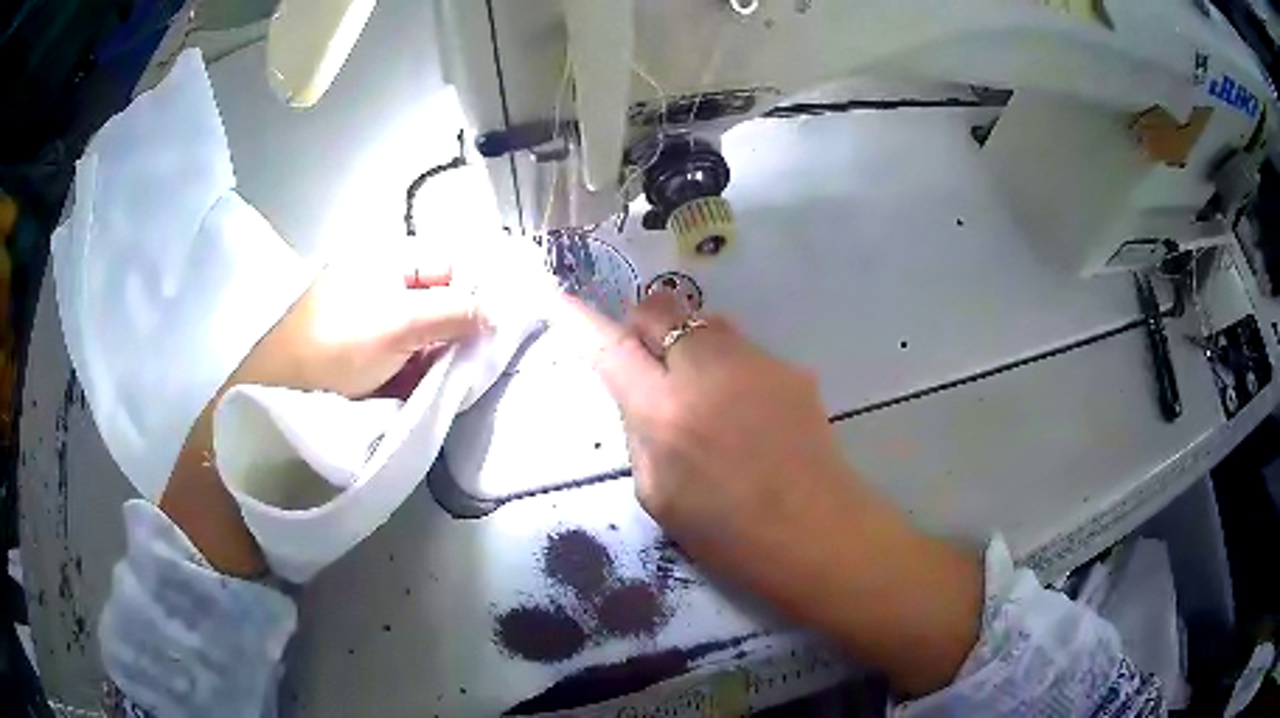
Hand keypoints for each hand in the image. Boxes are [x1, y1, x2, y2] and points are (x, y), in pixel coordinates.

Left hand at [160, 243, 489, 577]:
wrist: (280, 396)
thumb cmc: (336, 346)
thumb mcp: (397, 322)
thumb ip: (453, 312)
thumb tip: (498, 314)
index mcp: (388, 260)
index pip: (452, 262)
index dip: (482, 286)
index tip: (511, 319)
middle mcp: (386, 285)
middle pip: (443, 297)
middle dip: (468, 324)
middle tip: (494, 355)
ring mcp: (378, 323)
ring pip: (430, 331)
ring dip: (450, 352)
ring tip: (472, 375)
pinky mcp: (373, 358)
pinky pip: (414, 357)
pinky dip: (430, 371)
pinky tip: (445, 387)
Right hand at [570, 292, 981, 696]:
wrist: (817, 532)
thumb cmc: (728, 533)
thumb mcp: (656, 492)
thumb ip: (640, 429)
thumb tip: (639, 389)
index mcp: (665, 413)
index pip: (610, 349)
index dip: (580, 320)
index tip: (559, 298)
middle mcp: (708, 371)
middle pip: (662, 310)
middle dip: (647, 327)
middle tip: (652, 366)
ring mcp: (756, 363)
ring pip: (706, 324)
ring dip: (691, 345)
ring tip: (707, 395)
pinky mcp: (791, 367)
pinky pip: (743, 351)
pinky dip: (730, 368)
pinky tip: (750, 412)